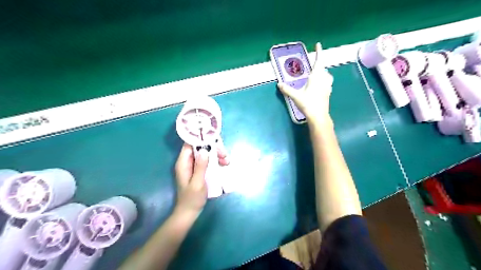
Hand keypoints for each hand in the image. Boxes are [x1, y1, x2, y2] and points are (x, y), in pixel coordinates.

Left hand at [175, 144, 229, 216]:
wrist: (190, 212)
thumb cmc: (192, 199)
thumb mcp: (197, 183)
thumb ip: (200, 166)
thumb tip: (204, 150)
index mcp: (183, 162)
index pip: (190, 144)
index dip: (201, 139)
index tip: (214, 139)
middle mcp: (188, 161)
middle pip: (200, 147)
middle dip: (213, 148)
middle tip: (224, 154)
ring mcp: (195, 165)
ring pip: (206, 153)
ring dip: (217, 154)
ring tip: (226, 161)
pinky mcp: (200, 170)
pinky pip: (209, 160)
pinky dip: (216, 160)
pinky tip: (224, 164)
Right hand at [278, 42, 334, 123]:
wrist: (319, 116)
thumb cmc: (308, 104)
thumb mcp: (296, 96)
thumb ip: (287, 89)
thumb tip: (279, 84)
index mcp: (316, 77)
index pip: (318, 62)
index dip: (319, 52)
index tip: (319, 44)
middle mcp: (323, 80)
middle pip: (323, 68)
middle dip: (319, 64)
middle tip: (315, 62)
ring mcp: (327, 87)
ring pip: (327, 75)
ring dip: (323, 72)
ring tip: (318, 73)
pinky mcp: (328, 93)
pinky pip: (328, 83)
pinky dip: (325, 80)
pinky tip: (321, 85)